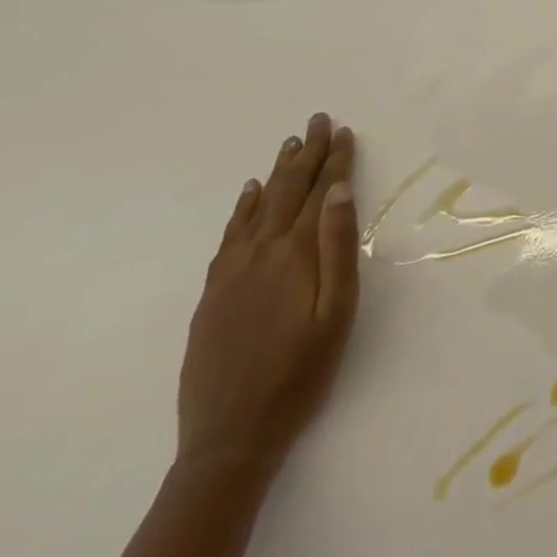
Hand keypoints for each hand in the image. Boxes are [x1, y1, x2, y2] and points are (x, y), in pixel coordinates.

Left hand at [176, 113, 360, 479]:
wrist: (230, 437)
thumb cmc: (300, 371)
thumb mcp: (336, 311)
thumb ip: (338, 246)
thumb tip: (339, 190)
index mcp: (296, 253)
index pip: (320, 192)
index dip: (334, 159)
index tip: (344, 130)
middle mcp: (262, 251)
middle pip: (287, 190)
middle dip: (306, 153)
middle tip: (318, 119)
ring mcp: (232, 271)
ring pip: (258, 206)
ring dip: (276, 172)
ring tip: (289, 144)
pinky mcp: (213, 292)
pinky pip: (229, 235)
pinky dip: (241, 208)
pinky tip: (248, 193)